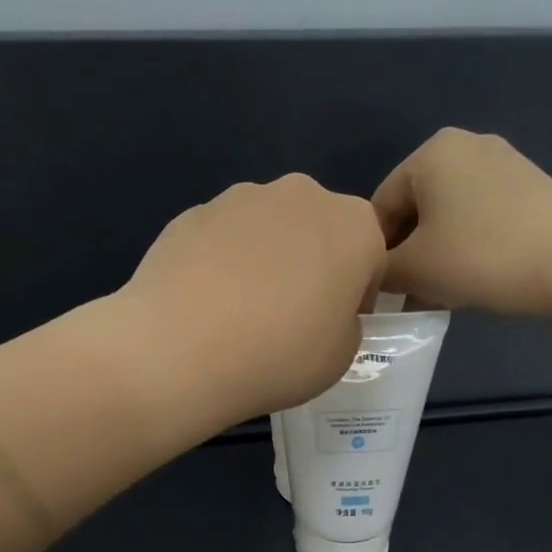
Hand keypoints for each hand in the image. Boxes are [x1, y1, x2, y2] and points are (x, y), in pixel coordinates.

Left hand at [121, 174, 385, 420]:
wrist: (180, 349)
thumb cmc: (280, 354)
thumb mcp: (341, 356)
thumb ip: (344, 321)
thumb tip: (321, 309)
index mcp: (354, 225)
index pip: (371, 257)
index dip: (357, 295)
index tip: (335, 326)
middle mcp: (301, 195)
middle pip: (317, 231)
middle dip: (312, 265)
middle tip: (290, 318)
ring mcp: (240, 198)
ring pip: (268, 230)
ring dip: (266, 260)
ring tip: (241, 314)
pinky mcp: (192, 213)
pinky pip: (222, 239)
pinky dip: (221, 263)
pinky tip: (205, 305)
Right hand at [374, 128, 551, 315]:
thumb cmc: (480, 258)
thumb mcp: (413, 269)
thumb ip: (380, 270)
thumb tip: (374, 277)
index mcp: (430, 152)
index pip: (381, 207)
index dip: (375, 254)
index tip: (381, 292)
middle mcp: (465, 144)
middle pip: (415, 208)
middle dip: (408, 253)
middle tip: (409, 295)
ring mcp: (503, 161)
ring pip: (448, 214)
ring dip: (436, 253)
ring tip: (440, 292)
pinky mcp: (529, 185)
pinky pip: (479, 215)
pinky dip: (467, 245)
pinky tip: (473, 277)